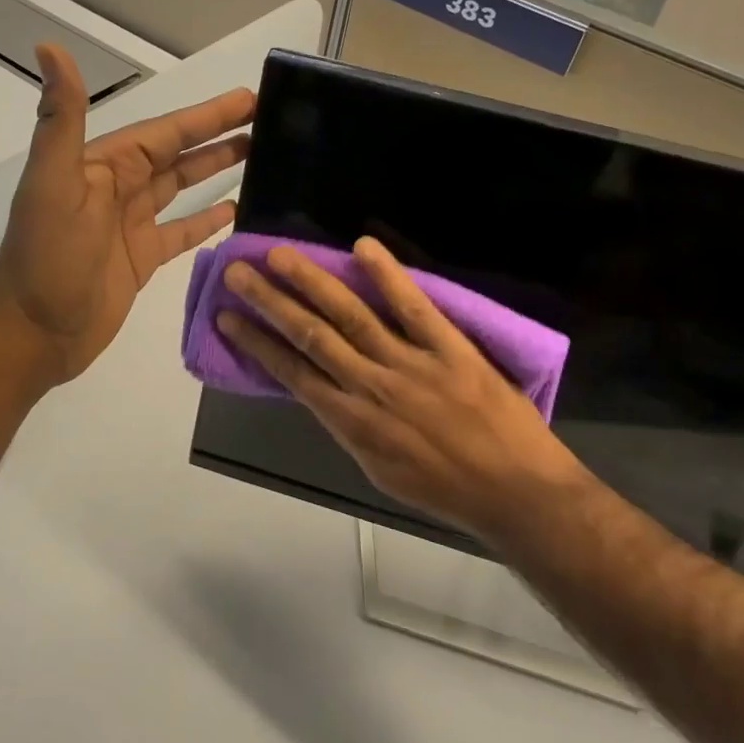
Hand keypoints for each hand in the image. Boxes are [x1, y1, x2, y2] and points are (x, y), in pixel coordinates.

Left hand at [0, 44, 255, 386]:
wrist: (32, 335)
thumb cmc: (47, 258)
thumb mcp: (53, 183)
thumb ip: (61, 119)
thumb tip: (49, 48)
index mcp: (103, 165)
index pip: (165, 131)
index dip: (206, 115)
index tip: (248, 98)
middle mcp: (119, 188)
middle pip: (178, 153)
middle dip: (219, 135)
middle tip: (267, 120)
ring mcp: (131, 224)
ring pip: (182, 187)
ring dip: (216, 169)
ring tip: (260, 156)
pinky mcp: (141, 258)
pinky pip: (181, 231)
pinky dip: (206, 219)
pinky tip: (235, 209)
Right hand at [216, 237, 585, 540]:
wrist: (516, 495)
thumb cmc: (447, 490)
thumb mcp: (381, 470)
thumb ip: (350, 426)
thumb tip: (324, 391)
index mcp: (352, 423)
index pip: (292, 373)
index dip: (256, 342)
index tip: (227, 317)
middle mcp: (371, 387)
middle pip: (311, 335)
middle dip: (269, 302)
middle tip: (237, 271)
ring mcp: (411, 365)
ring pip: (351, 316)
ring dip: (311, 282)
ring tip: (279, 255)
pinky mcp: (450, 349)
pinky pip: (414, 308)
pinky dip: (388, 276)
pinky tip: (362, 247)